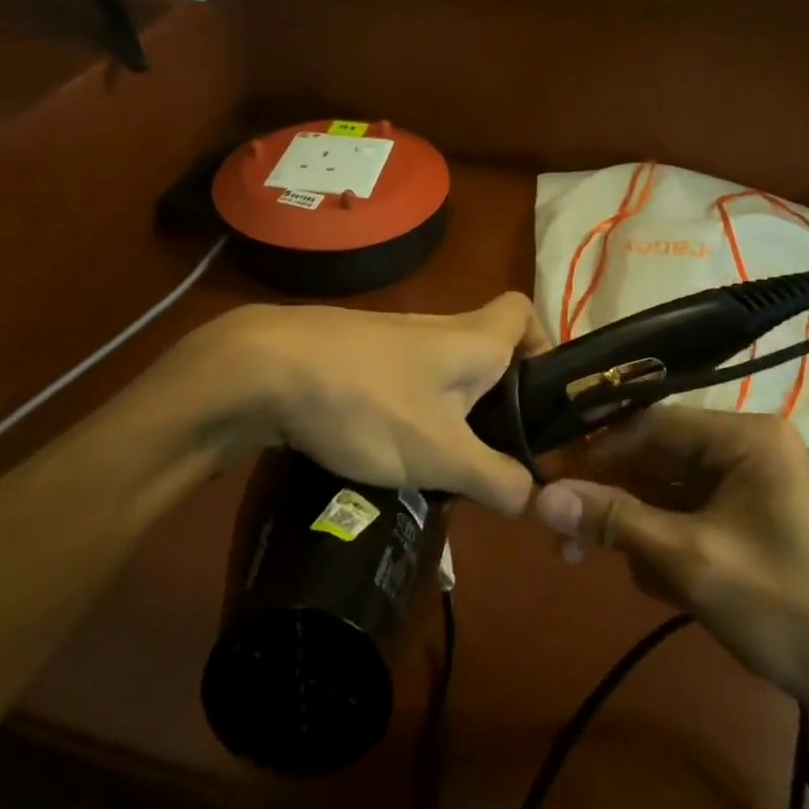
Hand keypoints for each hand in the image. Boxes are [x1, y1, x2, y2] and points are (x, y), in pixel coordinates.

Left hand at [183, 293, 547, 515]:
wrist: (265, 371)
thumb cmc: (371, 404)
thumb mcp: (443, 456)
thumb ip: (496, 478)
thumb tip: (529, 495)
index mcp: (473, 339)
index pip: (523, 312)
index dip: (542, 345)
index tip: (539, 396)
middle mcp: (437, 328)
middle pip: (484, 352)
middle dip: (494, 402)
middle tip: (489, 455)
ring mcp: (390, 339)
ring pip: (439, 373)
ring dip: (446, 415)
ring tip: (435, 467)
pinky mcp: (352, 355)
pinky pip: (398, 383)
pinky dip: (403, 414)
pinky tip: (382, 453)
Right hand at [533, 406, 808, 716]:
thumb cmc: (782, 608)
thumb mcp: (688, 560)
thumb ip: (613, 520)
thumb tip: (539, 497)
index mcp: (744, 438)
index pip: (649, 424)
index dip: (594, 451)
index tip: (546, 479)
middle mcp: (745, 448)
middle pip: (653, 458)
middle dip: (610, 500)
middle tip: (562, 538)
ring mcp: (746, 484)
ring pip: (662, 491)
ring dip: (632, 528)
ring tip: (601, 565)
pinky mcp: (744, 517)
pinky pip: (683, 515)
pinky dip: (661, 544)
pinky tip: (661, 584)